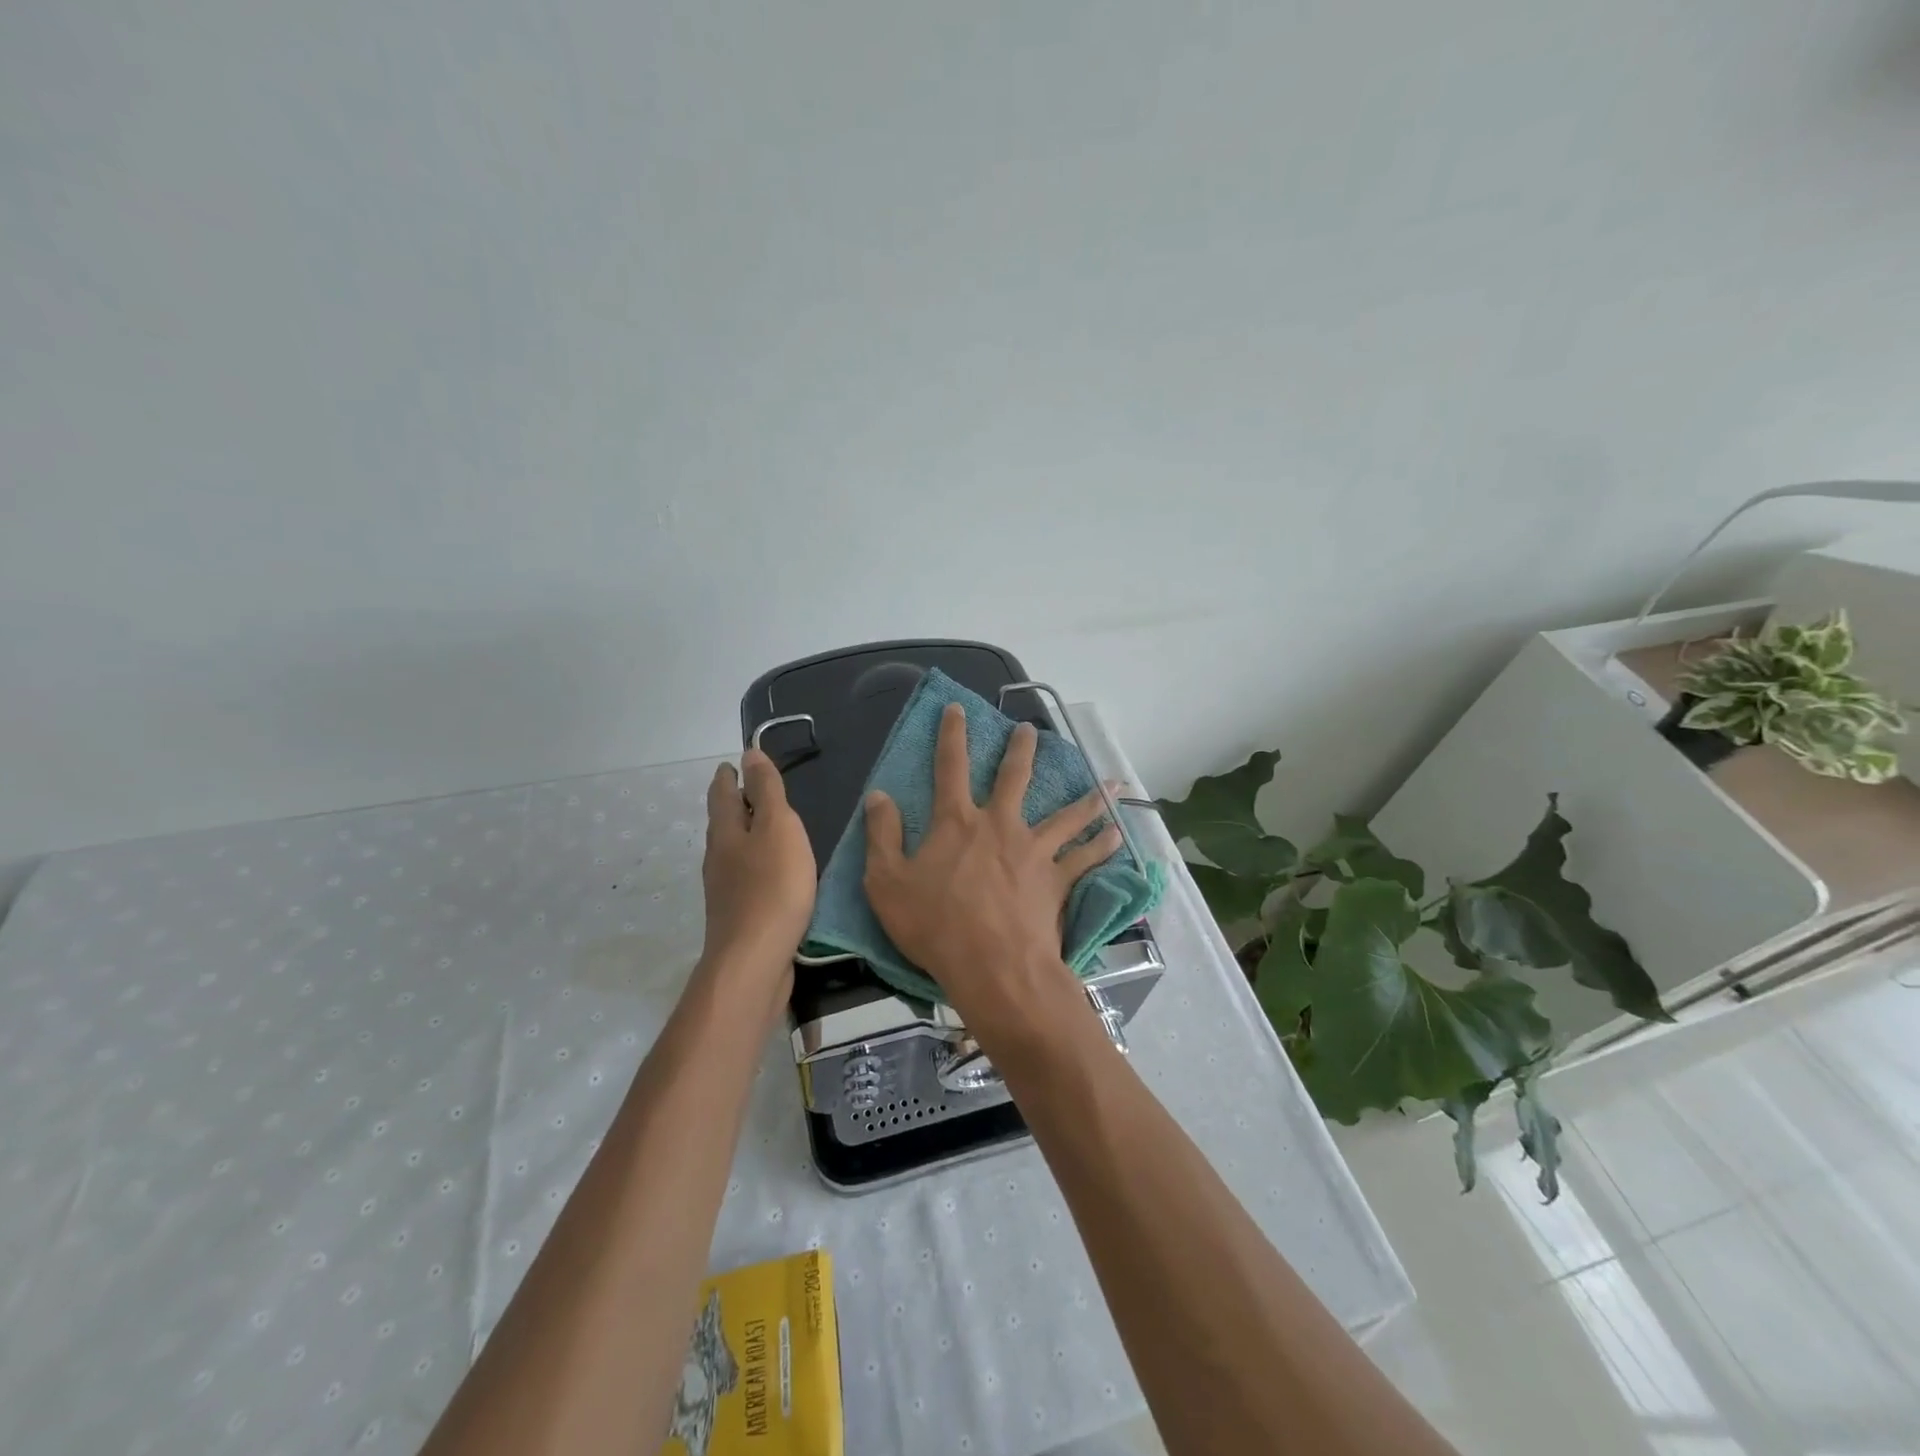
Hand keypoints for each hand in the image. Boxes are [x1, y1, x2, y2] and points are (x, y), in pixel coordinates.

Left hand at [701, 749, 816, 974]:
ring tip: (762, 828)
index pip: (722, 794)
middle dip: (732, 804)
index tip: (733, 764)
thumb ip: (767, 791)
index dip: (729, 776)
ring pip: (731, 851)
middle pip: (722, 823)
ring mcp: (724, 890)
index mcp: (727, 832)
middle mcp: (718, 858)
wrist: (754, 961)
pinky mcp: (737, 915)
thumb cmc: (772, 887)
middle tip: (746, 790)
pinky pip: (744, 877)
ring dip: (743, 835)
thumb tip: (749, 754)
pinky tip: (769, 873)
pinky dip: (753, 863)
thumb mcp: (778, 828)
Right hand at [862, 704, 1121, 1033]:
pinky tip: (1117, 834)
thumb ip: (882, 835)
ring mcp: (1033, 851)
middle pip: (1014, 777)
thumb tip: (878, 795)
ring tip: (1109, 782)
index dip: (952, 734)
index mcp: (957, 822)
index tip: (958, 708)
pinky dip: (1102, 846)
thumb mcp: (886, 882)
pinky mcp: (1056, 880)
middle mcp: (999, 825)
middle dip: (1020, 750)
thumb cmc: (934, 925)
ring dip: (1086, 797)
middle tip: (1030, 730)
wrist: (992, 966)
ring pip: (1065, 815)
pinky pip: (1084, 858)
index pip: (950, 767)